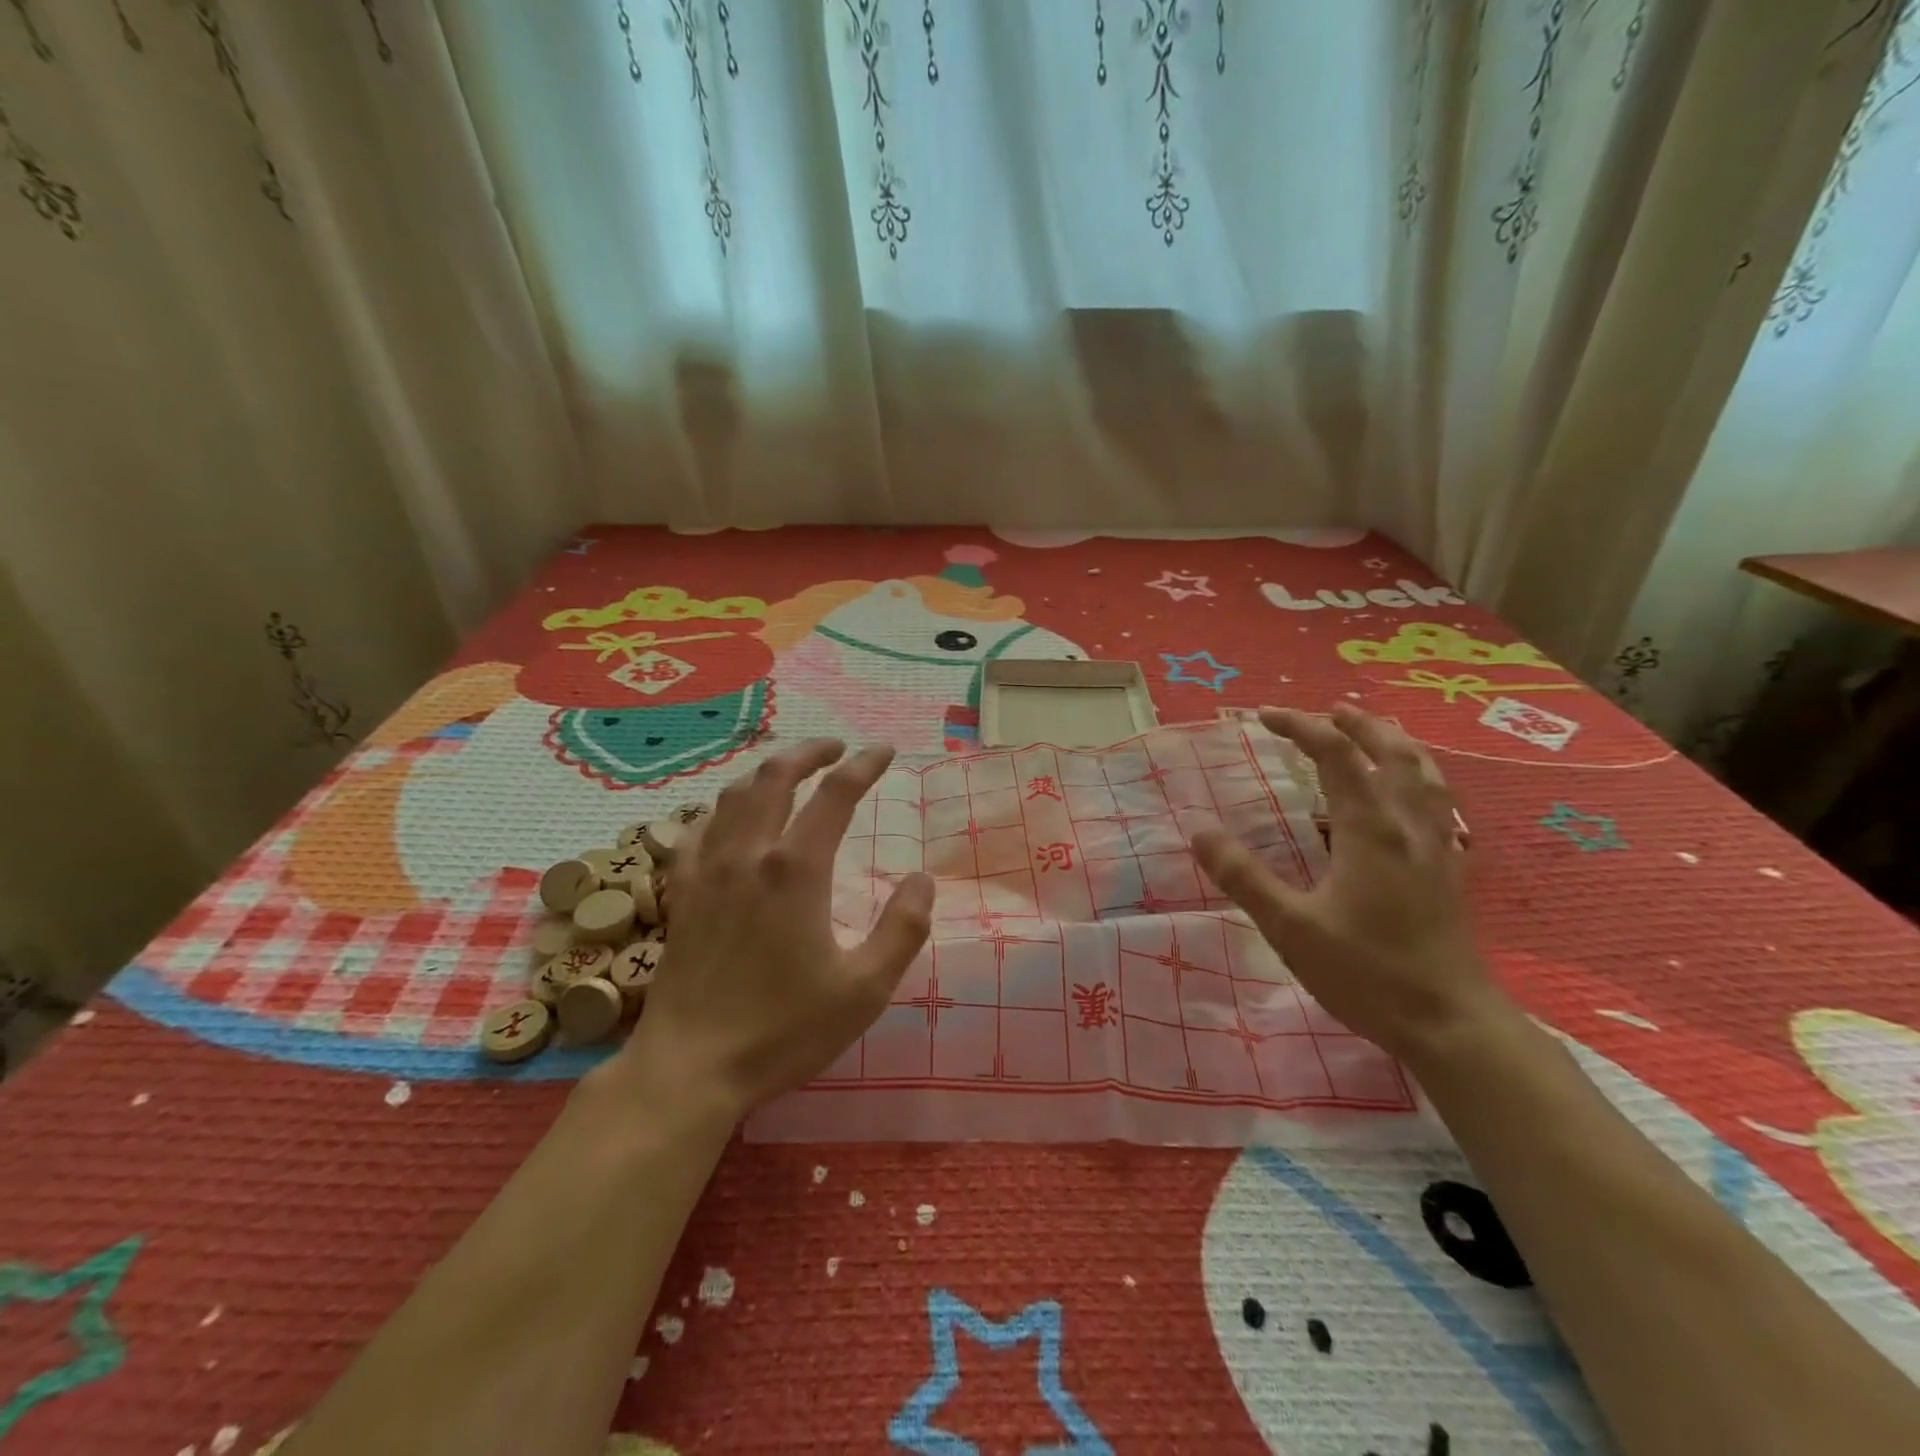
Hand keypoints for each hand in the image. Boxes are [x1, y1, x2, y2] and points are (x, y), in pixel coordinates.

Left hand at [623, 739, 934, 1113]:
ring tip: (790, 772)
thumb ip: (903, 928)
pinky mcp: (682, 893)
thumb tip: (922, 880)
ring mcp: (708, 870)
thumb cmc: (783, 1030)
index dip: (864, 765)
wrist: (691, 1067)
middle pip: (776, 776)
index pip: (836, 794)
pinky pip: (696, 830)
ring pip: (734, 795)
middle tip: (837, 747)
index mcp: (797, 869)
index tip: (884, 751)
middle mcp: (749, 854)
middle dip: (810, 751)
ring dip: (767, 772)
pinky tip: (729, 819)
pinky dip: (720, 810)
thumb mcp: (864, 989)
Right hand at [1189, 704, 1509, 1064]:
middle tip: (1328, 711)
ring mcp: (1436, 847)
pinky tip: (1406, 799)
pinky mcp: (1448, 871)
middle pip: (1391, 752)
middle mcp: (1408, 826)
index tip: (1264, 716)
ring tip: (1374, 734)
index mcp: (1369, 829)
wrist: (1451, 1025)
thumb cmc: (1366, 972)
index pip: (1335, 755)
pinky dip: (1417, 780)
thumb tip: (1199, 831)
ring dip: (1395, 744)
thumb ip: (1243, 876)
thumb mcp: (1290, 926)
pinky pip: (1436, 804)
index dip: (1300, 727)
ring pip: (1424, 775)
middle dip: (1357, 725)